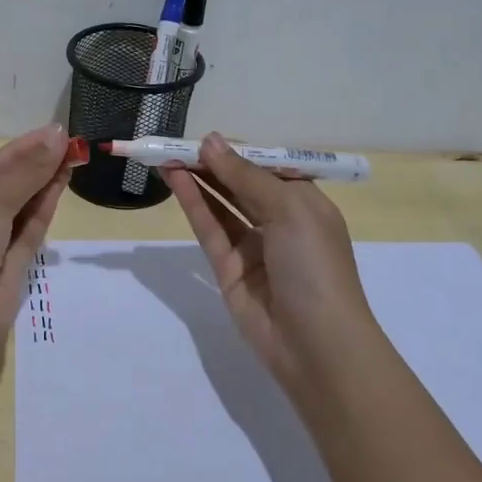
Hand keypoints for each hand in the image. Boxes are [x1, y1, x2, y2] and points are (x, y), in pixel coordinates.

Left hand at [0, 124, 74, 370]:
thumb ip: (24, 173)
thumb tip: (56, 138)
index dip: (19, 149)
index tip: (52, 132)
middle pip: (4, 188)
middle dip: (34, 166)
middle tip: (70, 144)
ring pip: (19, 210)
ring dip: (43, 185)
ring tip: (72, 159)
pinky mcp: (10, 271)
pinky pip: (28, 234)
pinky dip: (43, 211)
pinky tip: (60, 187)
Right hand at [165, 133, 373, 396]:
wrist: (316, 343)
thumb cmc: (315, 265)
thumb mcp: (289, 209)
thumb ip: (245, 176)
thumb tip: (211, 141)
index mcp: (305, 203)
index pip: (266, 168)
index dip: (238, 152)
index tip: (206, 138)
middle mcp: (279, 222)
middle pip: (240, 185)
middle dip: (211, 164)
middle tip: (175, 144)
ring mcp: (252, 247)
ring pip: (221, 205)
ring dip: (197, 180)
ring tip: (166, 156)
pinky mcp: (228, 269)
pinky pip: (209, 229)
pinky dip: (193, 204)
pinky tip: (176, 181)